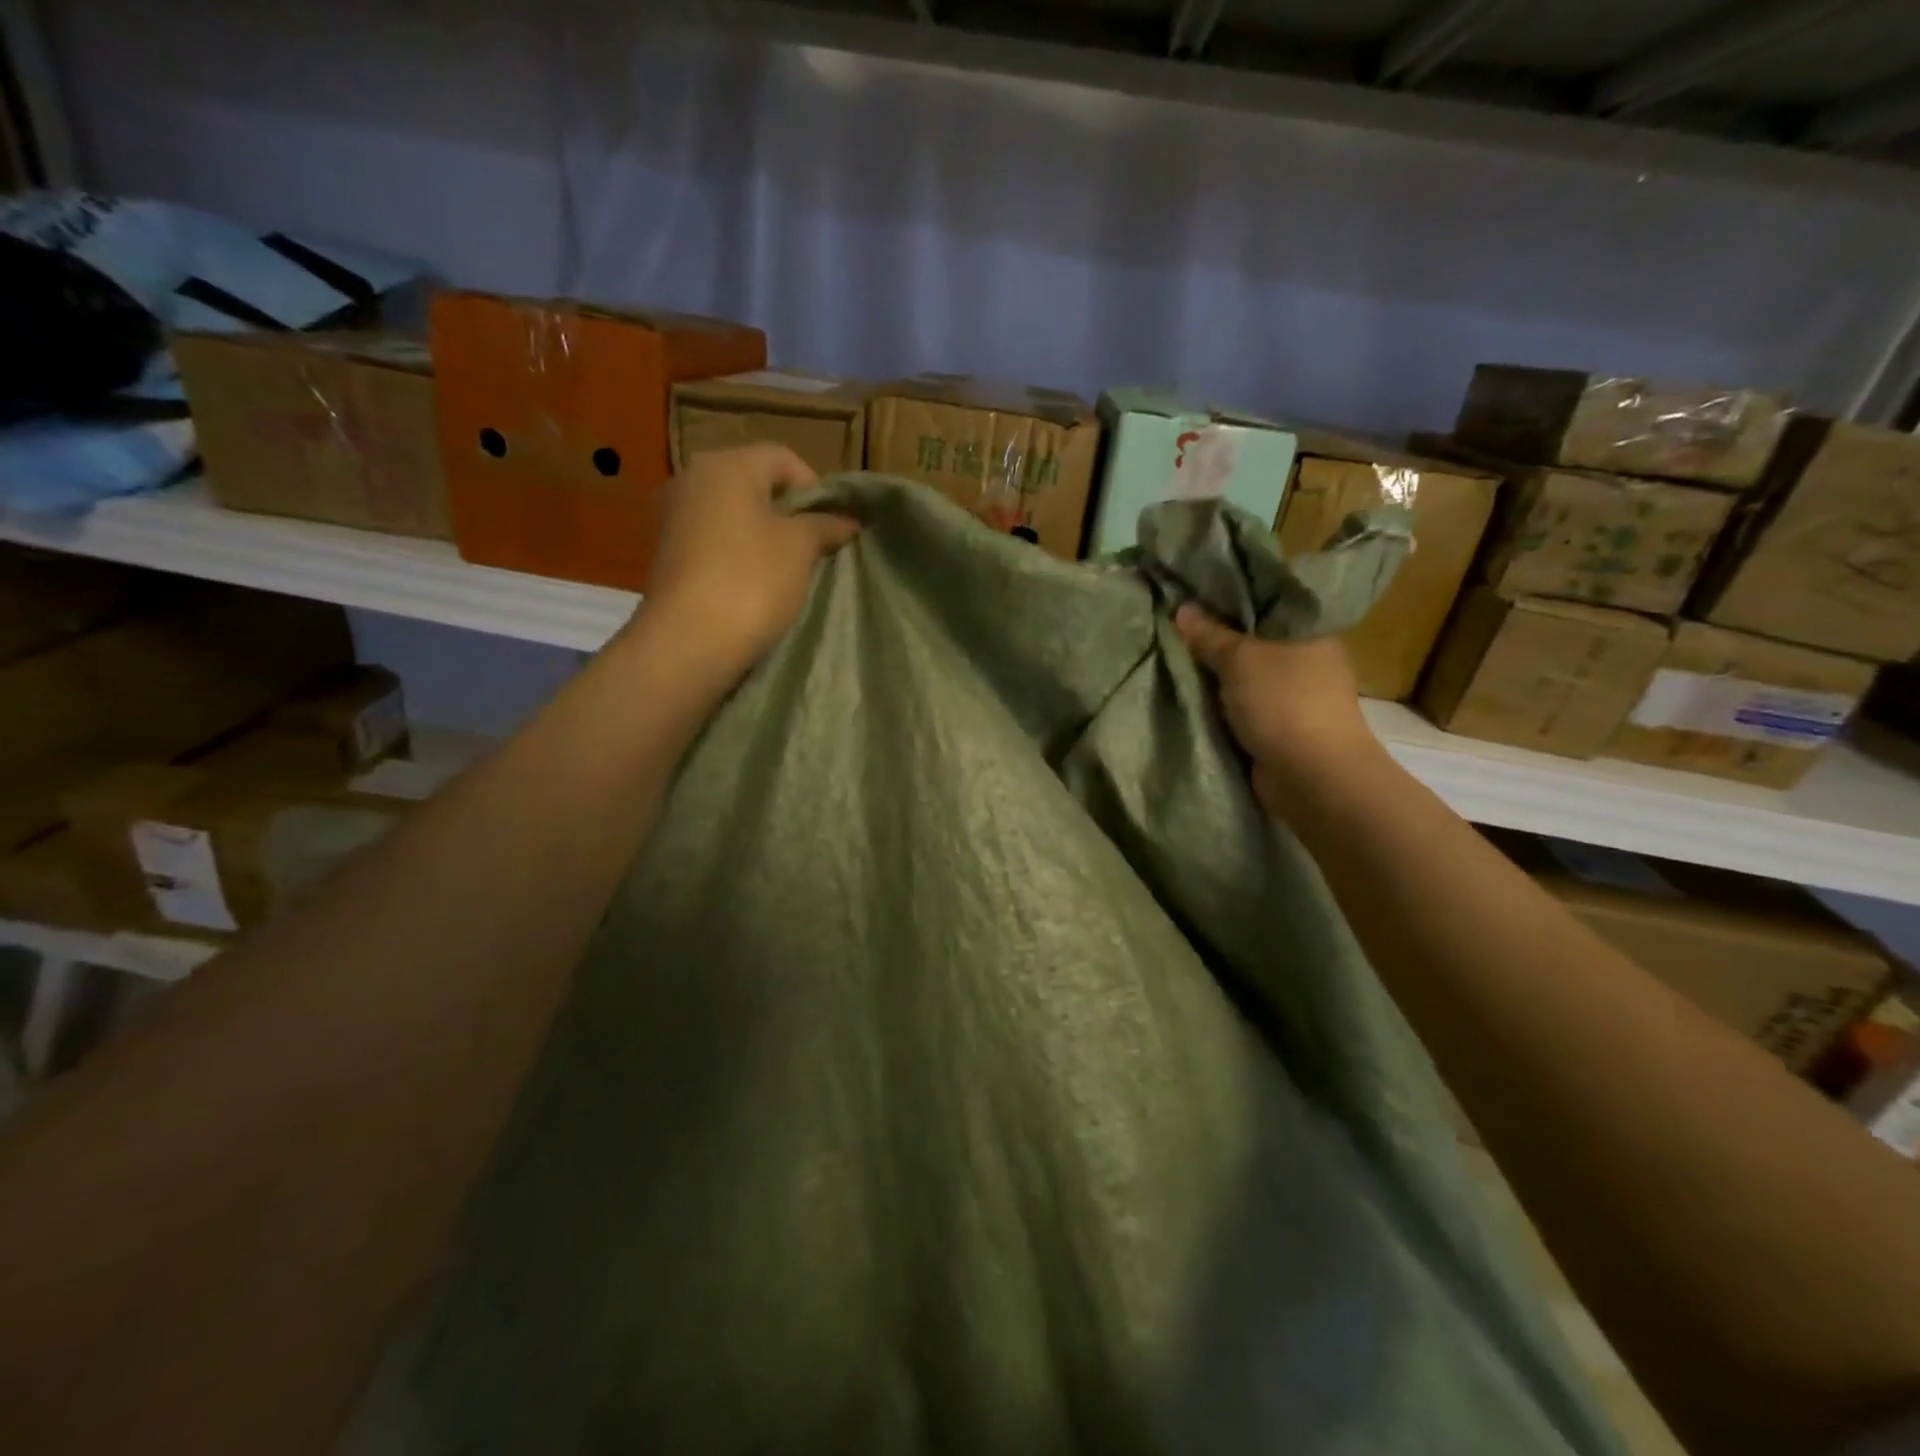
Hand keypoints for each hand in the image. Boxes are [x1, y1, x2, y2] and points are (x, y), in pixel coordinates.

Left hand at [638, 444, 858, 679]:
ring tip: (788, 569)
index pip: (783, 459)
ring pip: (734, 513)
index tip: (832, 525)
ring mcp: (674, 516)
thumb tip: (847, 520)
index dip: (815, 488)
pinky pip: (714, 539)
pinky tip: (754, 583)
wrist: (688, 642)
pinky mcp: (667, 552)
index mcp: (726, 465)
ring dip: (764, 534)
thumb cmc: (751, 581)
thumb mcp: (800, 548)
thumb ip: (824, 526)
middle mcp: (692, 479)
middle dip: (789, 512)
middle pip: (755, 483)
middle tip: (814, 547)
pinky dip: (738, 553)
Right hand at [1173, 604, 1386, 818]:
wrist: (1312, 776)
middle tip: (1173, 629)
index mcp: (1310, 631)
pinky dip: (1221, 705)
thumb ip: (1210, 635)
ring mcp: (1295, 697)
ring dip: (1216, 677)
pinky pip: (1242, 707)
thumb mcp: (1240, 659)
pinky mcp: (1281, 728)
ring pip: (1245, 677)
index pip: (1266, 603)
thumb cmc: (1283, 703)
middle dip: (1216, 640)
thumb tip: (1183, 608)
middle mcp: (1307, 660)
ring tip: (1172, 660)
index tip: (1192, 597)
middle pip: (1252, 641)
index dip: (1230, 600)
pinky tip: (1190, 696)